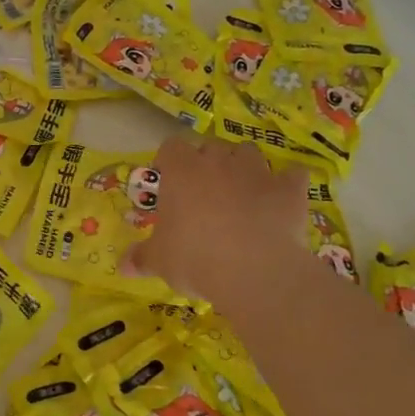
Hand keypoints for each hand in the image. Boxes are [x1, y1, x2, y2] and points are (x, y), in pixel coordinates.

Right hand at [127, 138, 314, 310]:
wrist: (253, 270)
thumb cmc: (194, 257)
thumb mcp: (159, 261)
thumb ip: (141, 258)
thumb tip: (121, 266)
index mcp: (182, 171)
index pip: (171, 146)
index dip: (170, 160)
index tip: (169, 178)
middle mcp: (218, 162)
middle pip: (211, 146)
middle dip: (208, 162)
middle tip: (204, 190)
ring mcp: (257, 172)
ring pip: (249, 152)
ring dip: (244, 166)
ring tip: (241, 190)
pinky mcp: (289, 190)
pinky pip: (293, 175)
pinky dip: (288, 183)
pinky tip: (284, 197)